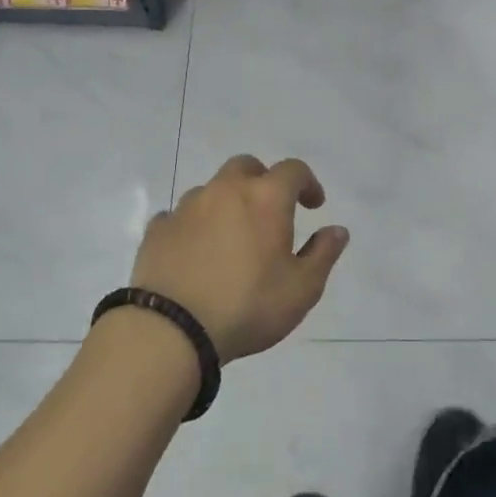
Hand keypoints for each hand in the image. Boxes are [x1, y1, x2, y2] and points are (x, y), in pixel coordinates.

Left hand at [132, 155, 347, 362]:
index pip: (293, 170)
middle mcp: (225, 191)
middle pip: (247, 166)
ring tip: (232, 236)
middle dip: (263, 181)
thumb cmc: (247, 306)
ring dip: (227, 202)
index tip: (314, 205)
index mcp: (265, 198)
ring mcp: (187, 208)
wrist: (171, 329)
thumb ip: (323, 254)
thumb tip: (338, 230)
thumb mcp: (302, 289)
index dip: (307, 183)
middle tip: (271, 211)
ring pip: (212, 189)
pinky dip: (193, 225)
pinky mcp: (157, 230)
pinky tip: (195, 250)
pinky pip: (179, 216)